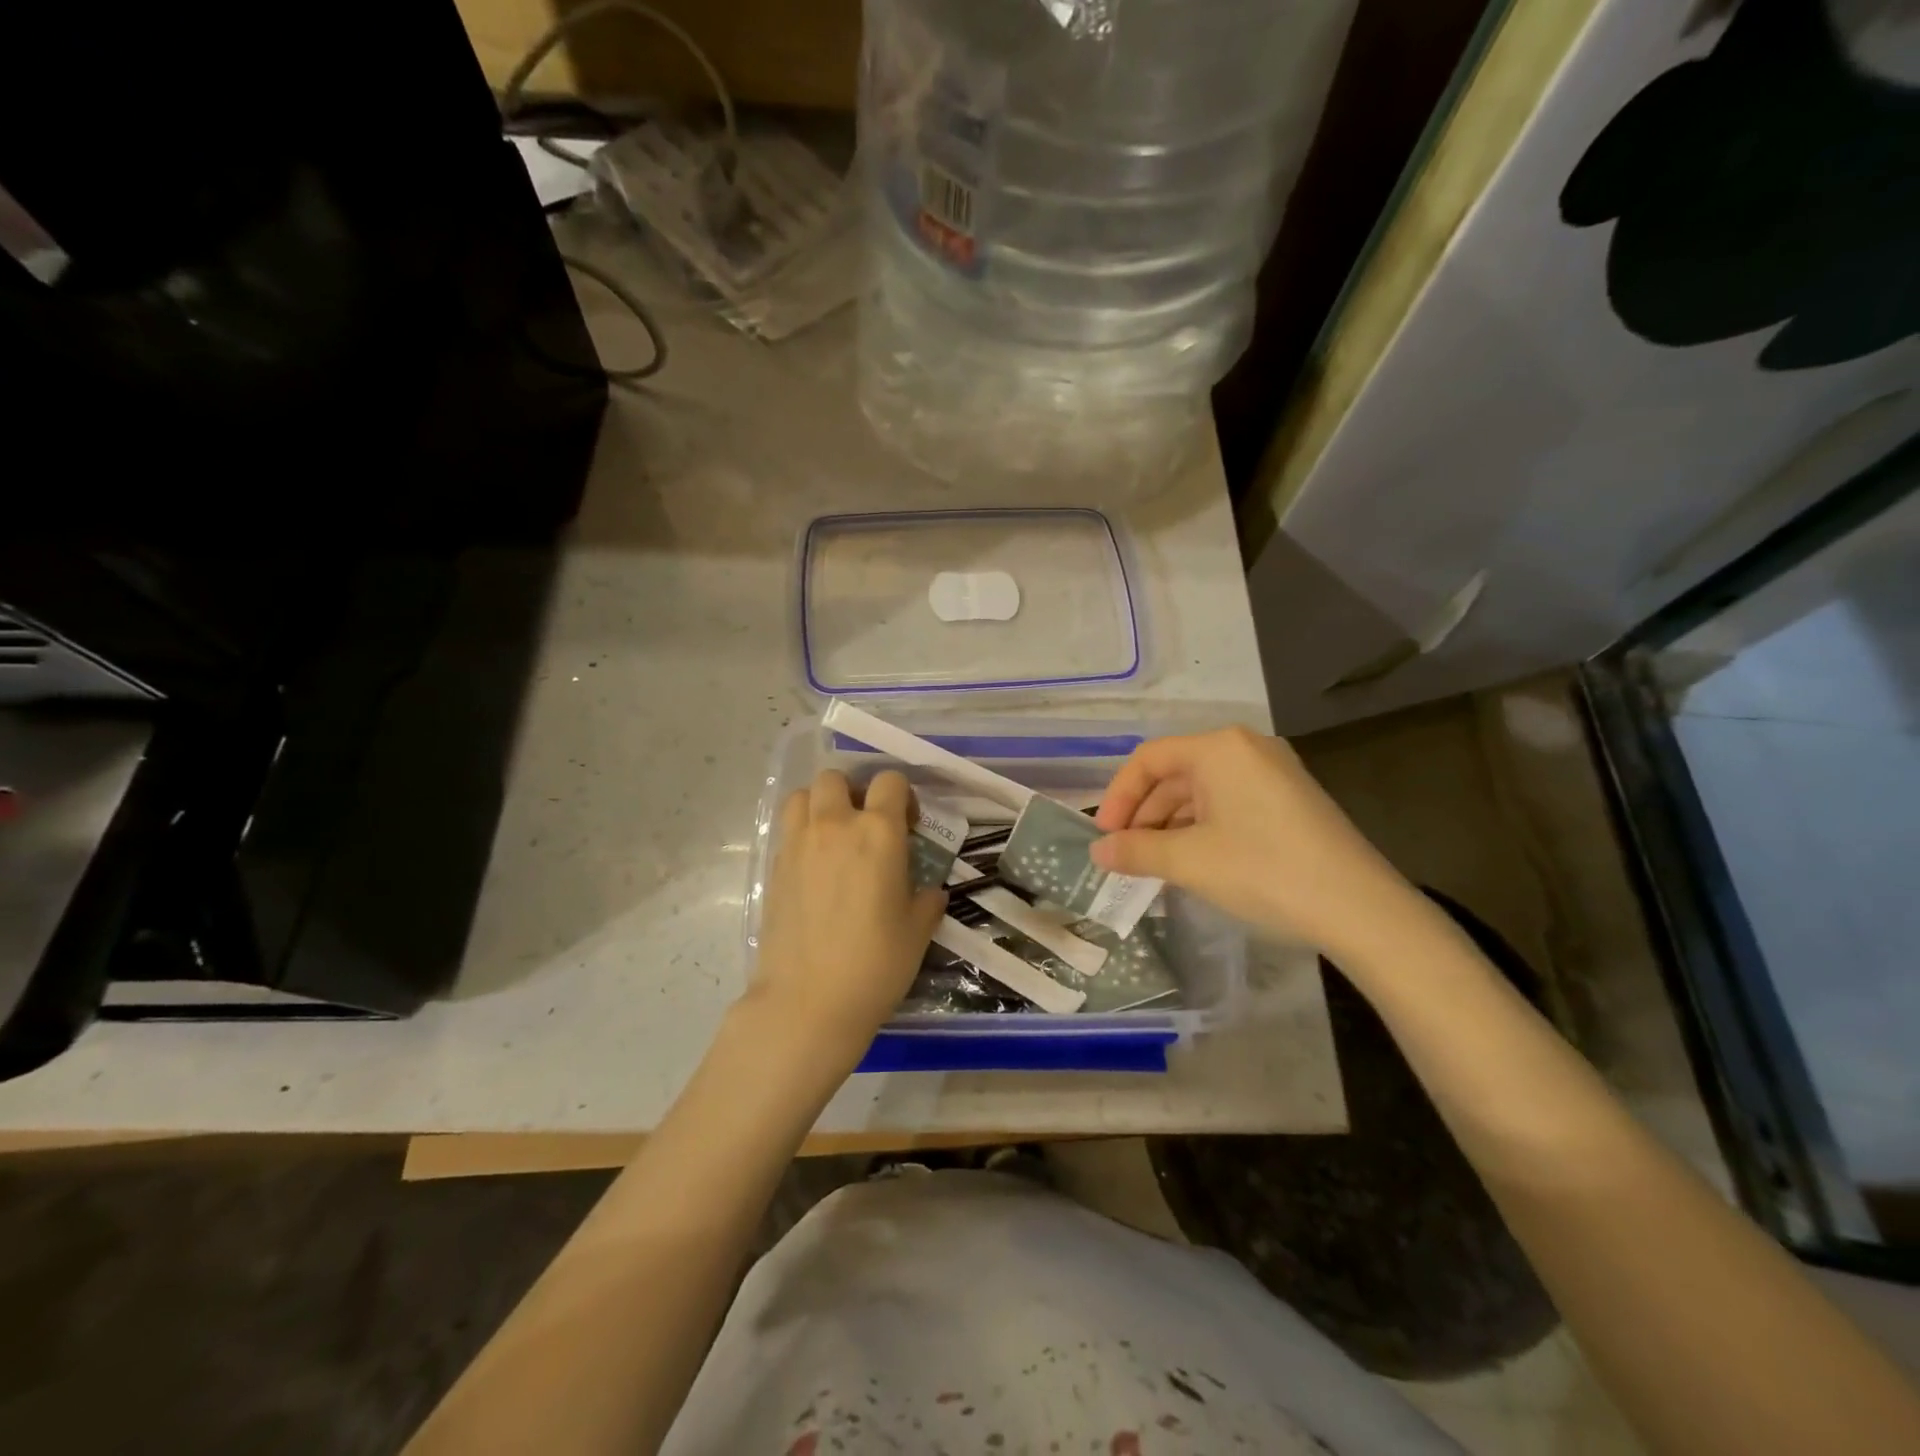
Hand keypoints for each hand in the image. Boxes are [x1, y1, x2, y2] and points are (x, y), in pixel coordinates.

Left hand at [747, 769, 946, 1067]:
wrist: (808, 1001)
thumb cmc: (875, 963)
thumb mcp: (918, 930)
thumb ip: (927, 898)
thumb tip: (929, 890)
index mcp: (878, 832)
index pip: (889, 781)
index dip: (902, 796)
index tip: (908, 826)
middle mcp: (834, 826)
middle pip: (836, 778)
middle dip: (853, 792)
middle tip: (866, 826)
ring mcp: (797, 844)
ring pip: (801, 796)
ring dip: (819, 805)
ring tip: (833, 837)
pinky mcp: (773, 867)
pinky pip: (787, 831)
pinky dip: (801, 835)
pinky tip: (815, 869)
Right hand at [1092, 727, 1424, 961]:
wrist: (1361, 909)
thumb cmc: (1264, 871)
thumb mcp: (1190, 862)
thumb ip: (1136, 851)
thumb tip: (1098, 852)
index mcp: (1219, 748)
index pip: (1149, 758)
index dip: (1118, 796)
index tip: (1104, 836)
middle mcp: (1247, 749)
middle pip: (1176, 774)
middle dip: (1144, 815)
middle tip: (1126, 856)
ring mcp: (1274, 773)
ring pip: (1203, 792)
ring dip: (1171, 825)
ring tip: (1154, 866)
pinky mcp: (1291, 800)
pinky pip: (1230, 804)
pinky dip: (1202, 829)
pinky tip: (1193, 863)